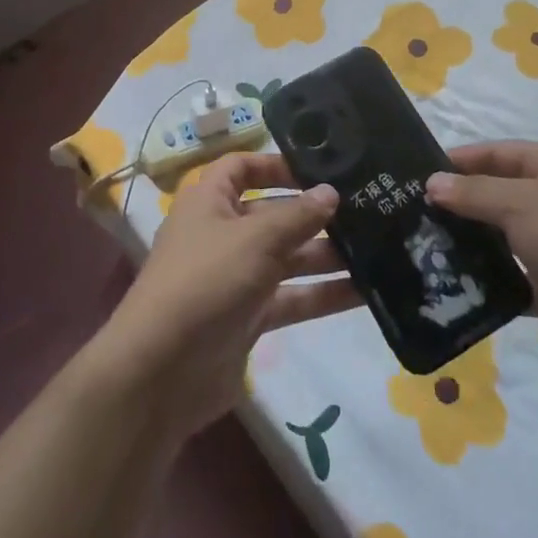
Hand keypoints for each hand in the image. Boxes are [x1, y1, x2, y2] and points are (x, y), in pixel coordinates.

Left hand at [98, 152, 361, 438]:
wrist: (160, 373)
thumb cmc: (205, 282)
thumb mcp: (255, 240)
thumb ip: (297, 216)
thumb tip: (331, 191)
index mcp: (209, 201)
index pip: (241, 167)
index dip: (276, 164)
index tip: (321, 168)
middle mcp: (221, 234)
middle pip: (272, 213)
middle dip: (314, 214)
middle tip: (367, 209)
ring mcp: (235, 277)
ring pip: (287, 257)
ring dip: (325, 255)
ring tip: (377, 248)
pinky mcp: (248, 317)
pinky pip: (290, 298)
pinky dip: (321, 294)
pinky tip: (365, 292)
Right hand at [426, 140, 537, 385]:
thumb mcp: (523, 204)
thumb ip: (474, 193)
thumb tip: (431, 182)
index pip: (497, 153)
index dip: (459, 160)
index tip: (416, 174)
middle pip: (495, 195)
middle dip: (457, 204)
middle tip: (408, 214)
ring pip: (498, 238)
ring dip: (466, 243)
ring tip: (417, 248)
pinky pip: (507, 276)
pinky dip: (483, 280)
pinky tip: (446, 283)